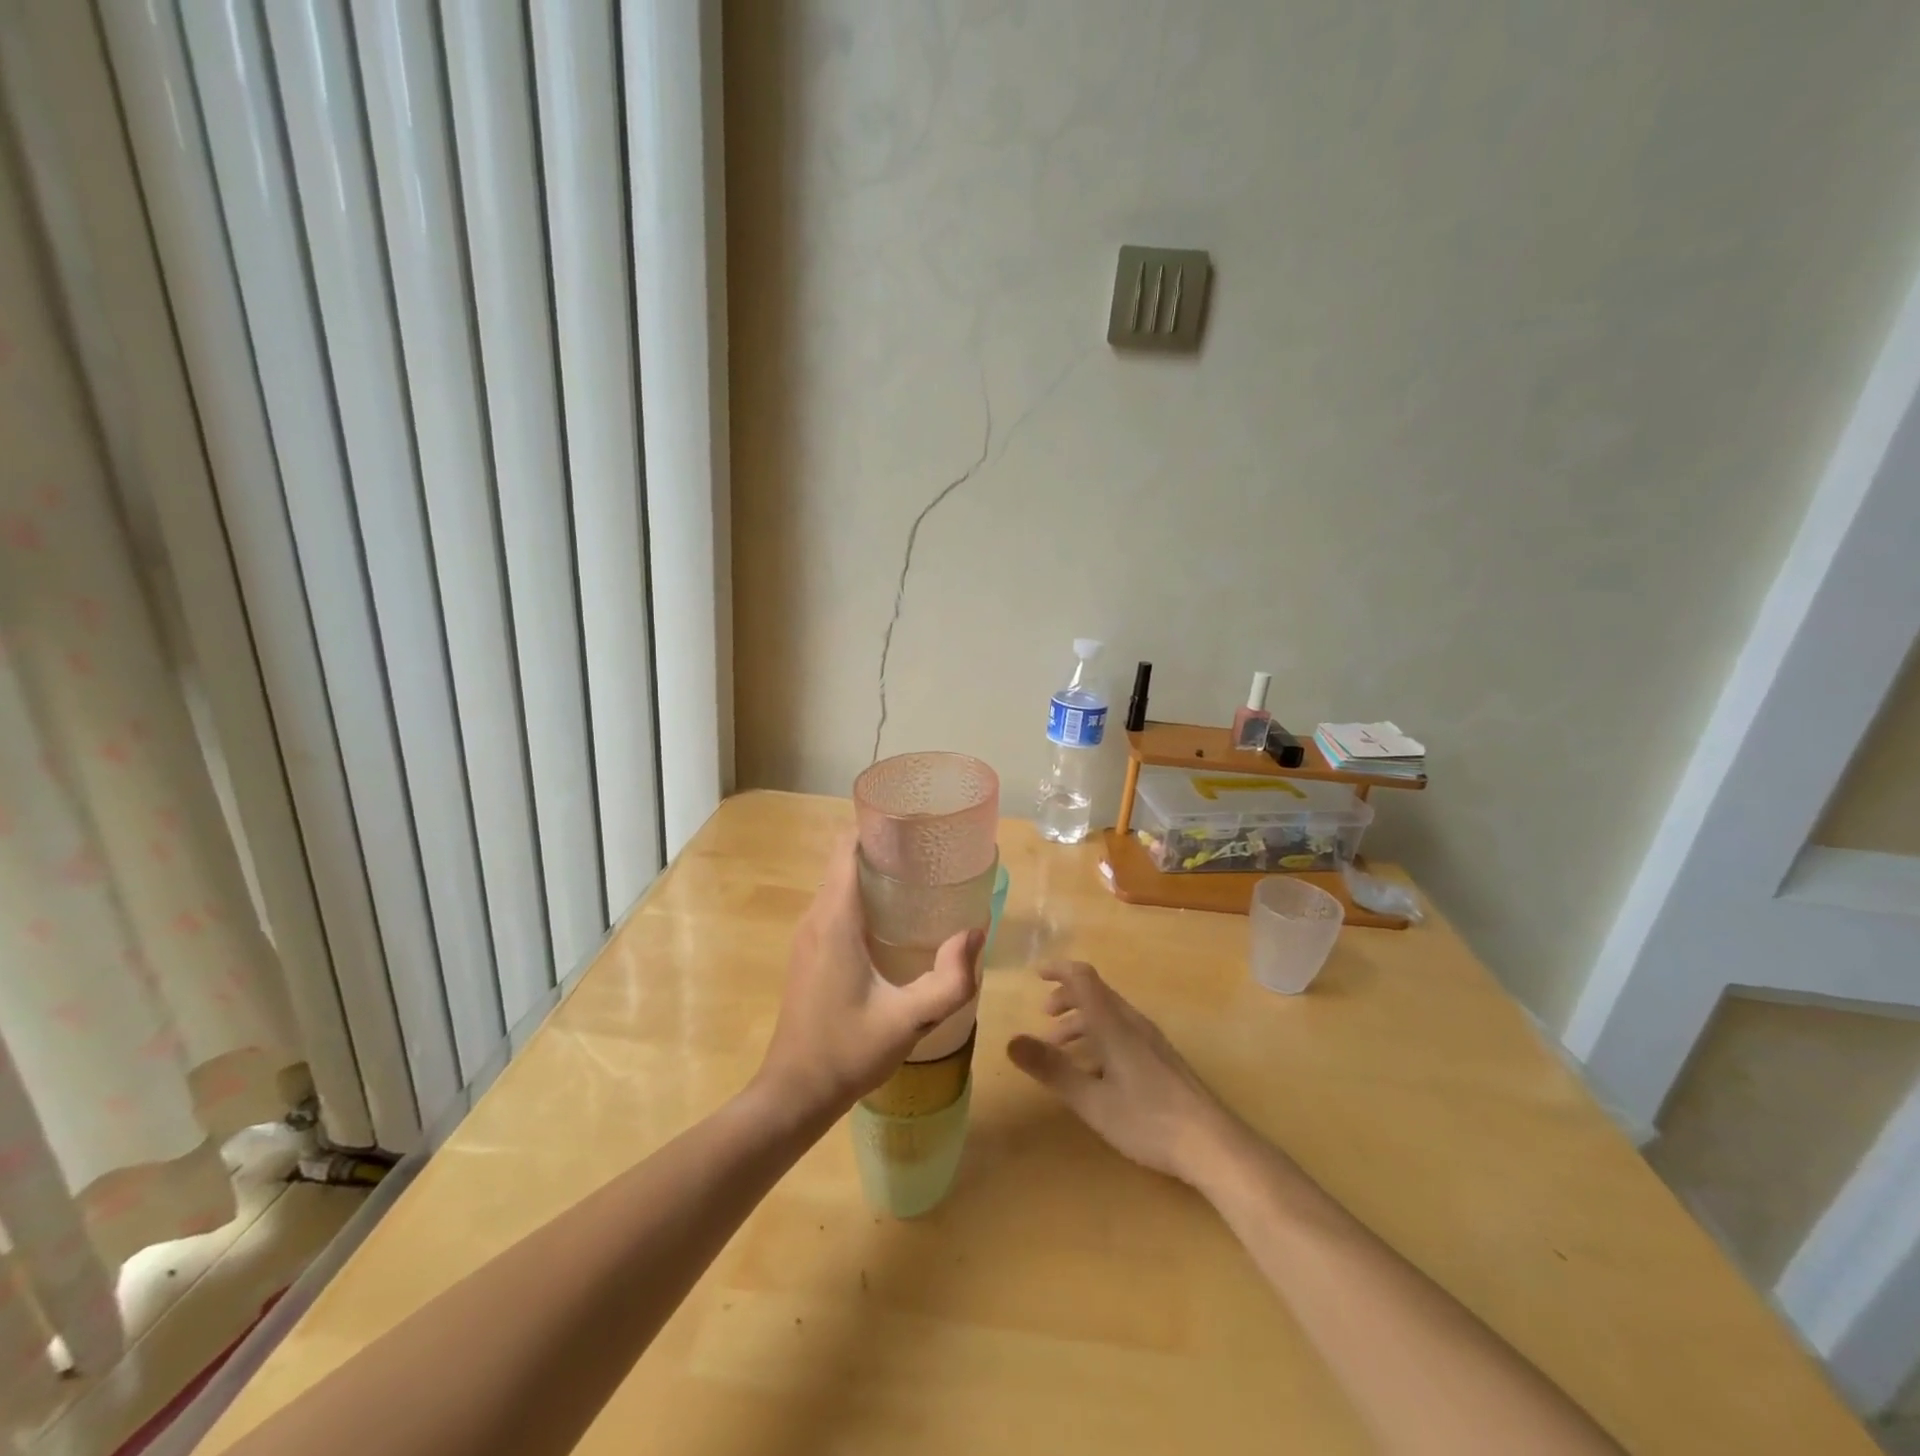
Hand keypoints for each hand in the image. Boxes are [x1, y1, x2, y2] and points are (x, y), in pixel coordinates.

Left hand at [756, 834, 982, 1121]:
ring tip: (920, 878)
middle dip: (884, 846)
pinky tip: (895, 918)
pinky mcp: (808, 952)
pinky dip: (863, 895)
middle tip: (930, 852)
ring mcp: (807, 935)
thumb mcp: (909, 1019)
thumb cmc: (848, 1051)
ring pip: (839, 882)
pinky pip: (835, 905)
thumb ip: (950, 980)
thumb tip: (974, 933)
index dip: (876, 825)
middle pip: (845, 859)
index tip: (914, 824)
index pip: (846, 846)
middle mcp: (816, 916)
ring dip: (874, 872)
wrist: (794, 1093)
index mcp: (835, 918)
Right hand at [1007, 961, 1241, 1183]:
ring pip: (1110, 1015)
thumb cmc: (1148, 1120)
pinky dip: (1100, 1038)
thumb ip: (1051, 1069)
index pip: (1083, 978)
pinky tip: (1096, 1073)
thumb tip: (1011, 1040)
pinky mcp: (1162, 1059)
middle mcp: (1133, 1023)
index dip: (1059, 970)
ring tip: (1062, 1051)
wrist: (1213, 1144)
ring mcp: (1151, 1041)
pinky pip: (1123, 1032)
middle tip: (1044, 1020)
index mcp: (1114, 1024)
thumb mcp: (1092, 1100)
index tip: (1036, 974)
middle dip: (1066, 1000)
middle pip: (1096, 994)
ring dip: (1082, 1022)